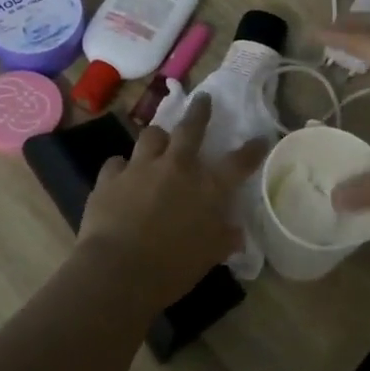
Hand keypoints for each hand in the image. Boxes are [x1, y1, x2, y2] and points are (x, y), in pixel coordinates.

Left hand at [77, 94, 268, 304]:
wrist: (118, 271)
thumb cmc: (172, 268)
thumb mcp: (209, 257)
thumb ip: (224, 238)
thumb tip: (235, 231)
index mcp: (207, 188)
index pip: (237, 163)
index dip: (251, 150)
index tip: (260, 138)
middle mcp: (176, 168)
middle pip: (190, 129)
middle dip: (199, 112)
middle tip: (203, 99)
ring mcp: (140, 168)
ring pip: (151, 136)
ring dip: (158, 137)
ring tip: (159, 140)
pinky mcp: (109, 178)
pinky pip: (116, 163)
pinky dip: (122, 167)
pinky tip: (121, 175)